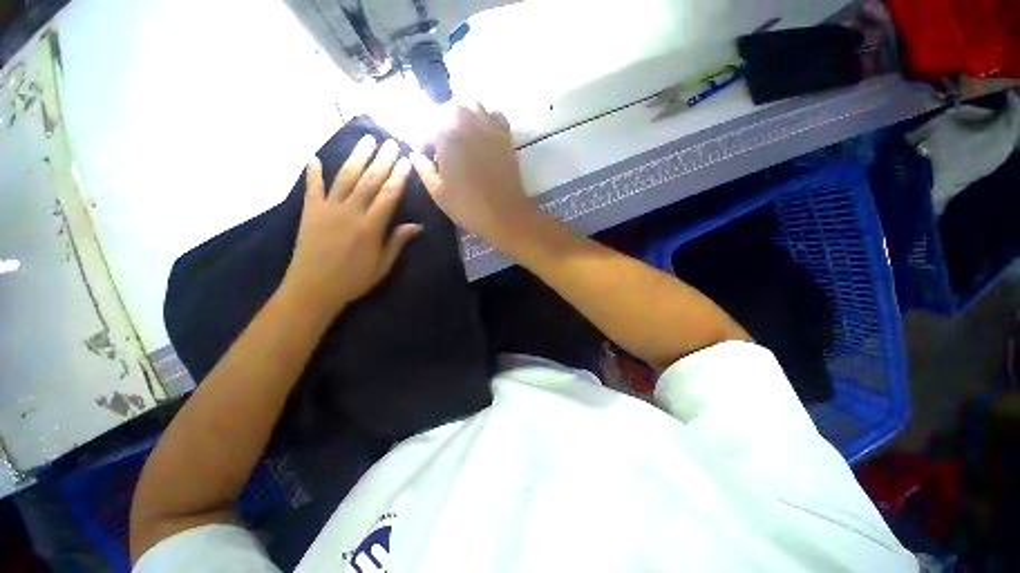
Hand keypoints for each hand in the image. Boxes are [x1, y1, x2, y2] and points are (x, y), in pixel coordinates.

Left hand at [282, 136, 421, 317]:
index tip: (406, 160)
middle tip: (390, 142)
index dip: (398, 177)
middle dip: (381, 160)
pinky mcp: (310, 211)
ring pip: (345, 177)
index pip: (388, 195)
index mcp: (370, 227)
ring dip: (357, 157)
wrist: (312, 289)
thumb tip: (416, 225)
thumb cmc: (353, 280)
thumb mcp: (382, 266)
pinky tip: (315, 158)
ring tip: (366, 139)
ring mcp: (327, 208)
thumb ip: (397, 242)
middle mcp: (350, 212)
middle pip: (369, 180)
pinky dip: (313, 172)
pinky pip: (312, 187)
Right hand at [410, 105, 538, 253]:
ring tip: (461, 136)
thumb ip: (423, 169)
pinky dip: (486, 118)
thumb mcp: (438, 192)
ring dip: (463, 115)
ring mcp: (490, 128)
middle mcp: (469, 123)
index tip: (424, 156)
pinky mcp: (505, 137)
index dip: (423, 142)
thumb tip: (415, 155)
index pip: (427, 128)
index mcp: (447, 136)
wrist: (505, 215)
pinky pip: (495, 115)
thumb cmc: (468, 207)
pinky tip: (482, 135)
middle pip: (450, 108)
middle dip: (441, 122)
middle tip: (441, 144)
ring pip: (473, 105)